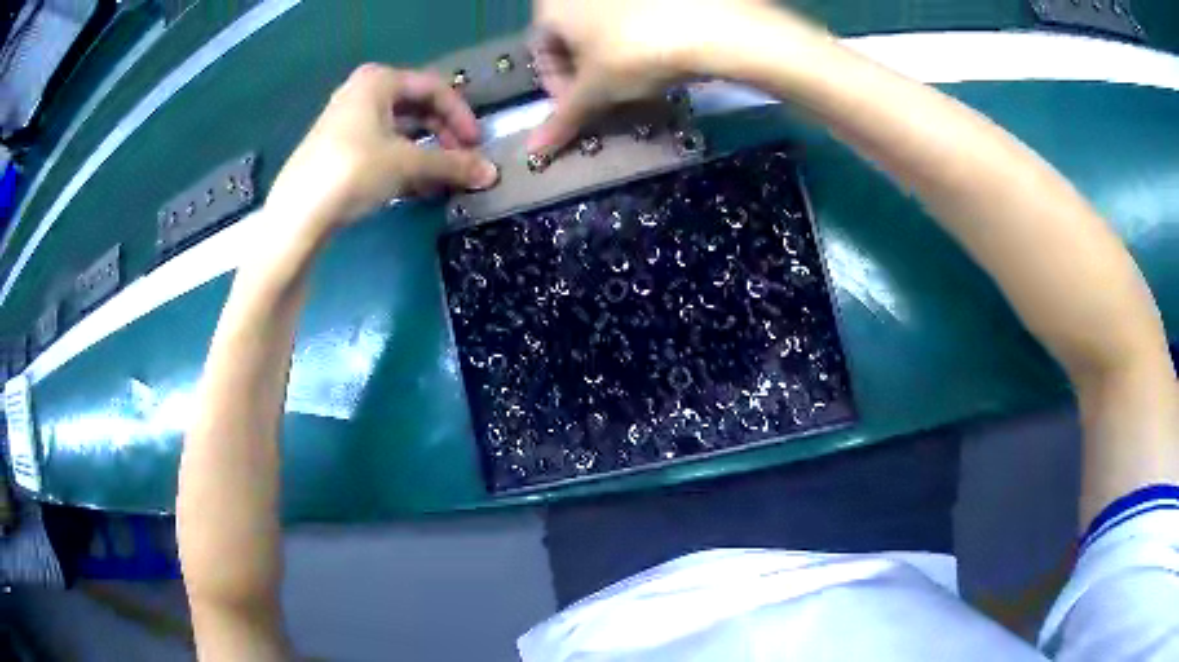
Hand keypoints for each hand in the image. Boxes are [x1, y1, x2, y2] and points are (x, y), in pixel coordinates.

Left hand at [267, 65, 498, 229]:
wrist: (297, 215)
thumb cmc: (353, 171)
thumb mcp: (407, 163)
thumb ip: (452, 164)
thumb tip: (492, 174)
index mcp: (378, 81)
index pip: (434, 88)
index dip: (461, 115)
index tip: (476, 144)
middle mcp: (361, 94)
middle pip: (416, 108)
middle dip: (443, 135)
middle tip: (461, 161)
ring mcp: (346, 122)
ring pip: (399, 131)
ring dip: (426, 154)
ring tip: (442, 180)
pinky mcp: (337, 151)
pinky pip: (381, 148)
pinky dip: (402, 164)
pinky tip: (416, 189)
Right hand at [527, 0, 773, 154]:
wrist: (709, 24)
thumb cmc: (633, 52)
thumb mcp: (596, 90)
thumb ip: (563, 119)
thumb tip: (534, 152)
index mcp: (551, 4)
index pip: (541, 51)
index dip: (557, 86)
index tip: (578, 108)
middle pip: (572, 37)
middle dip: (585, 71)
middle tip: (606, 97)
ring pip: (603, 27)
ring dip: (611, 57)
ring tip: (636, 81)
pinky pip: (634, 18)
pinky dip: (638, 39)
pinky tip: (658, 56)